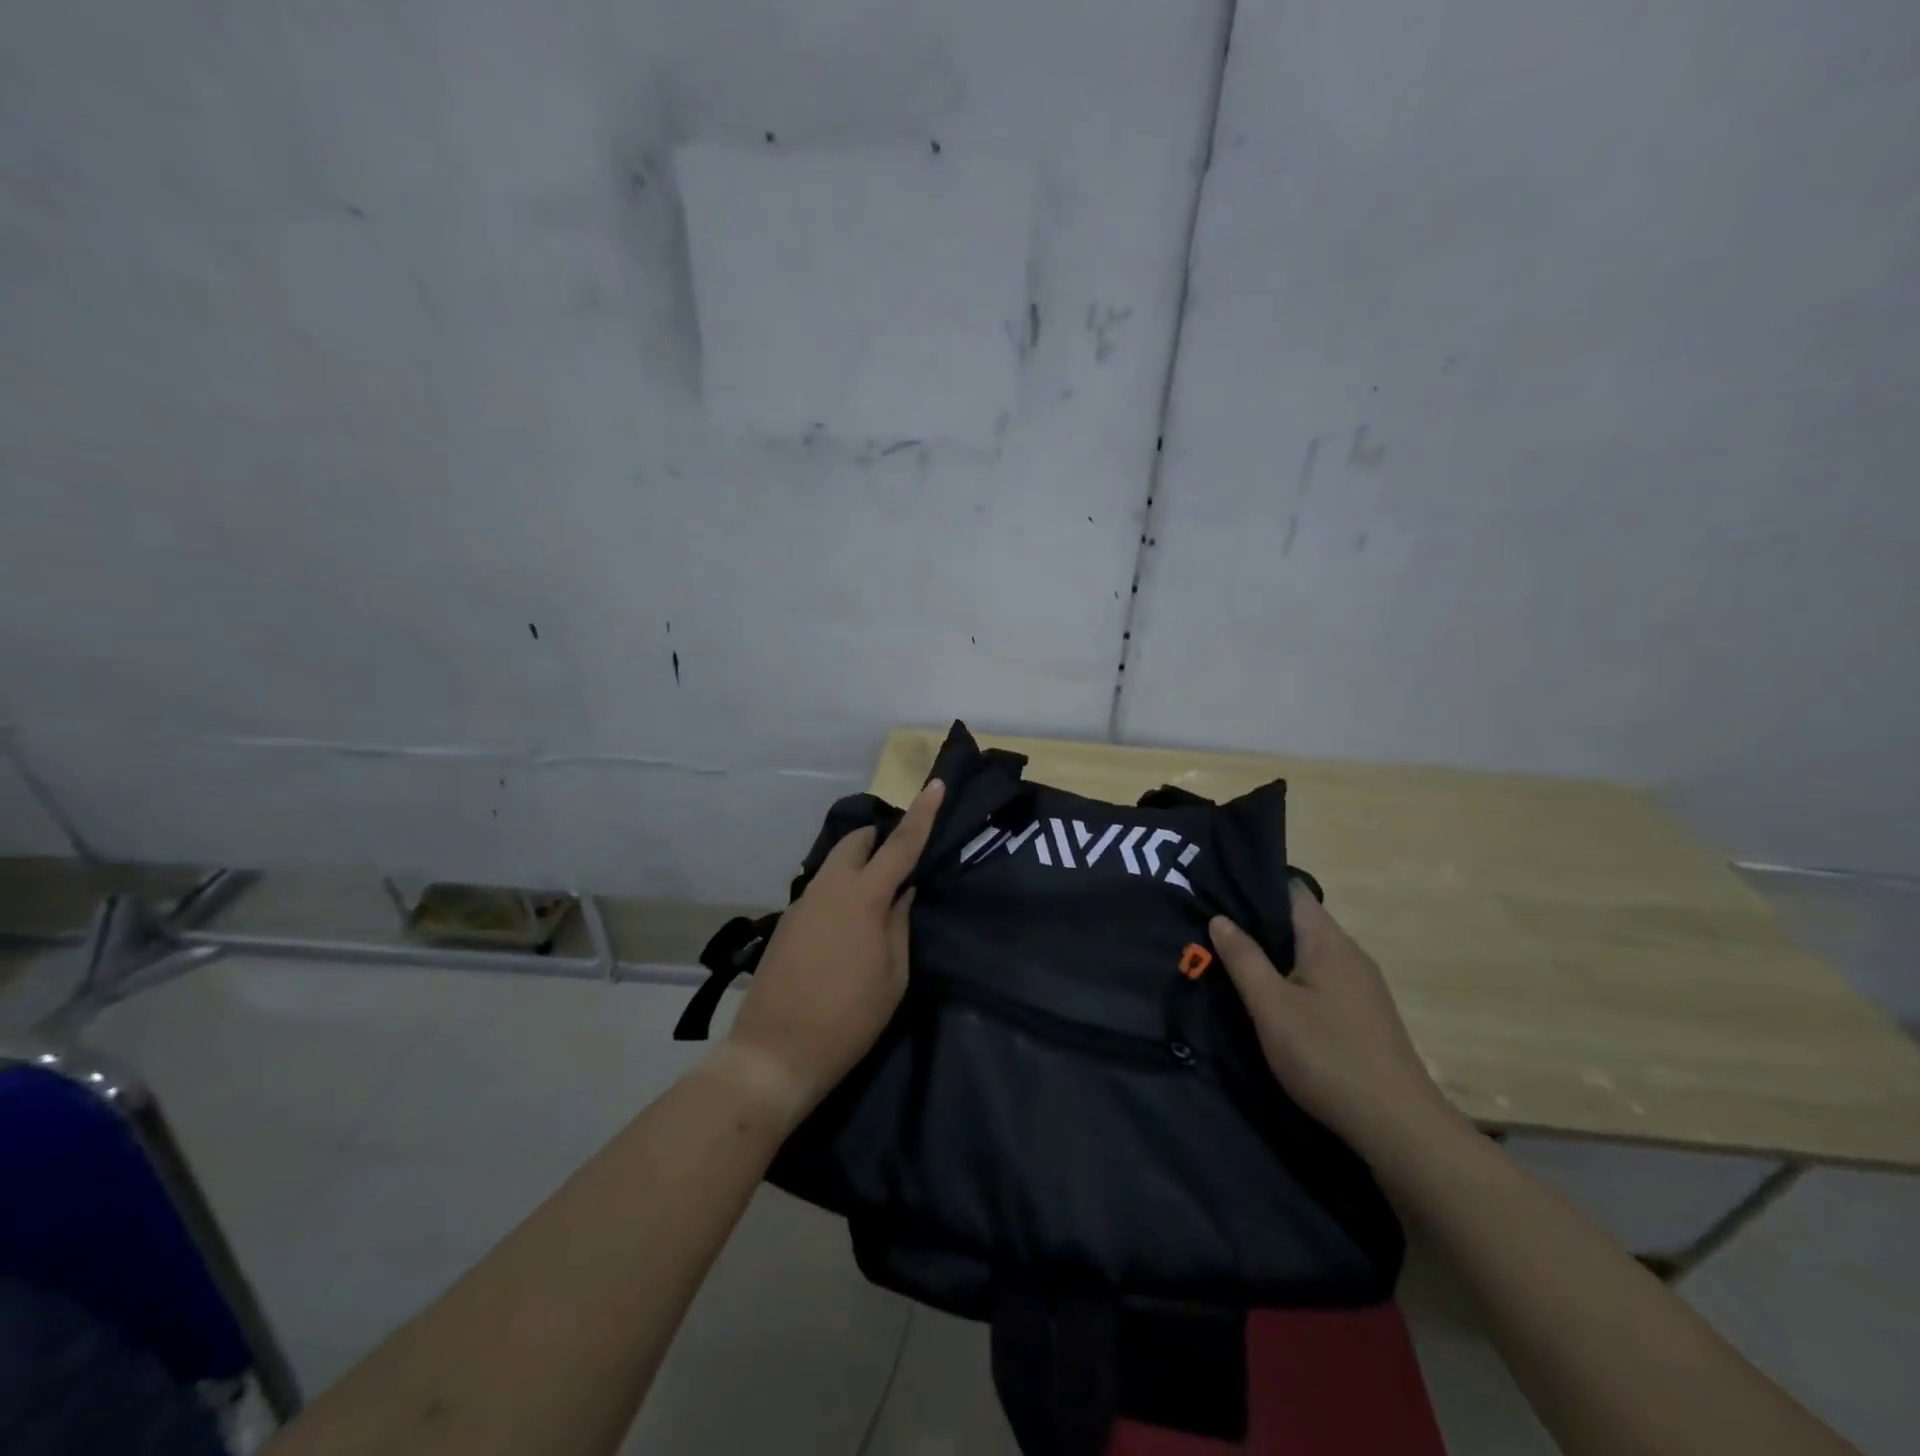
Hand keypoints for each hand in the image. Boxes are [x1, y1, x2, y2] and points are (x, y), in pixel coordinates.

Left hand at [722, 780, 945, 1117]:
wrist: (774, 1053)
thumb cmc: (848, 1019)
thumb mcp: (892, 976)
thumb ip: (899, 925)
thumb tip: (902, 892)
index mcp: (863, 898)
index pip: (900, 846)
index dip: (921, 814)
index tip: (934, 784)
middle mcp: (829, 888)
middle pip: (855, 842)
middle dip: (879, 838)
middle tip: (899, 860)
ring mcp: (802, 903)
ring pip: (834, 865)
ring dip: (857, 865)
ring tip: (876, 898)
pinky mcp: (787, 921)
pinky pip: (820, 889)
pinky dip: (840, 890)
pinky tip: (845, 928)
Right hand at [1210, 883, 1458, 1156]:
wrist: (1398, 1126)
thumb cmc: (1326, 1055)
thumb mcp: (1271, 1006)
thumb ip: (1243, 958)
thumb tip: (1219, 918)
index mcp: (1328, 941)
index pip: (1291, 891)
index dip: (1255, 886)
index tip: (1217, 892)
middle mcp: (1350, 953)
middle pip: (1300, 922)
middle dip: (1258, 923)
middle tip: (1213, 928)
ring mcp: (1362, 985)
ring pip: (1310, 953)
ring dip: (1275, 954)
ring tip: (1234, 960)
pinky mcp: (1365, 1014)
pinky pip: (1321, 979)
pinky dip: (1294, 978)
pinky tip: (1273, 998)